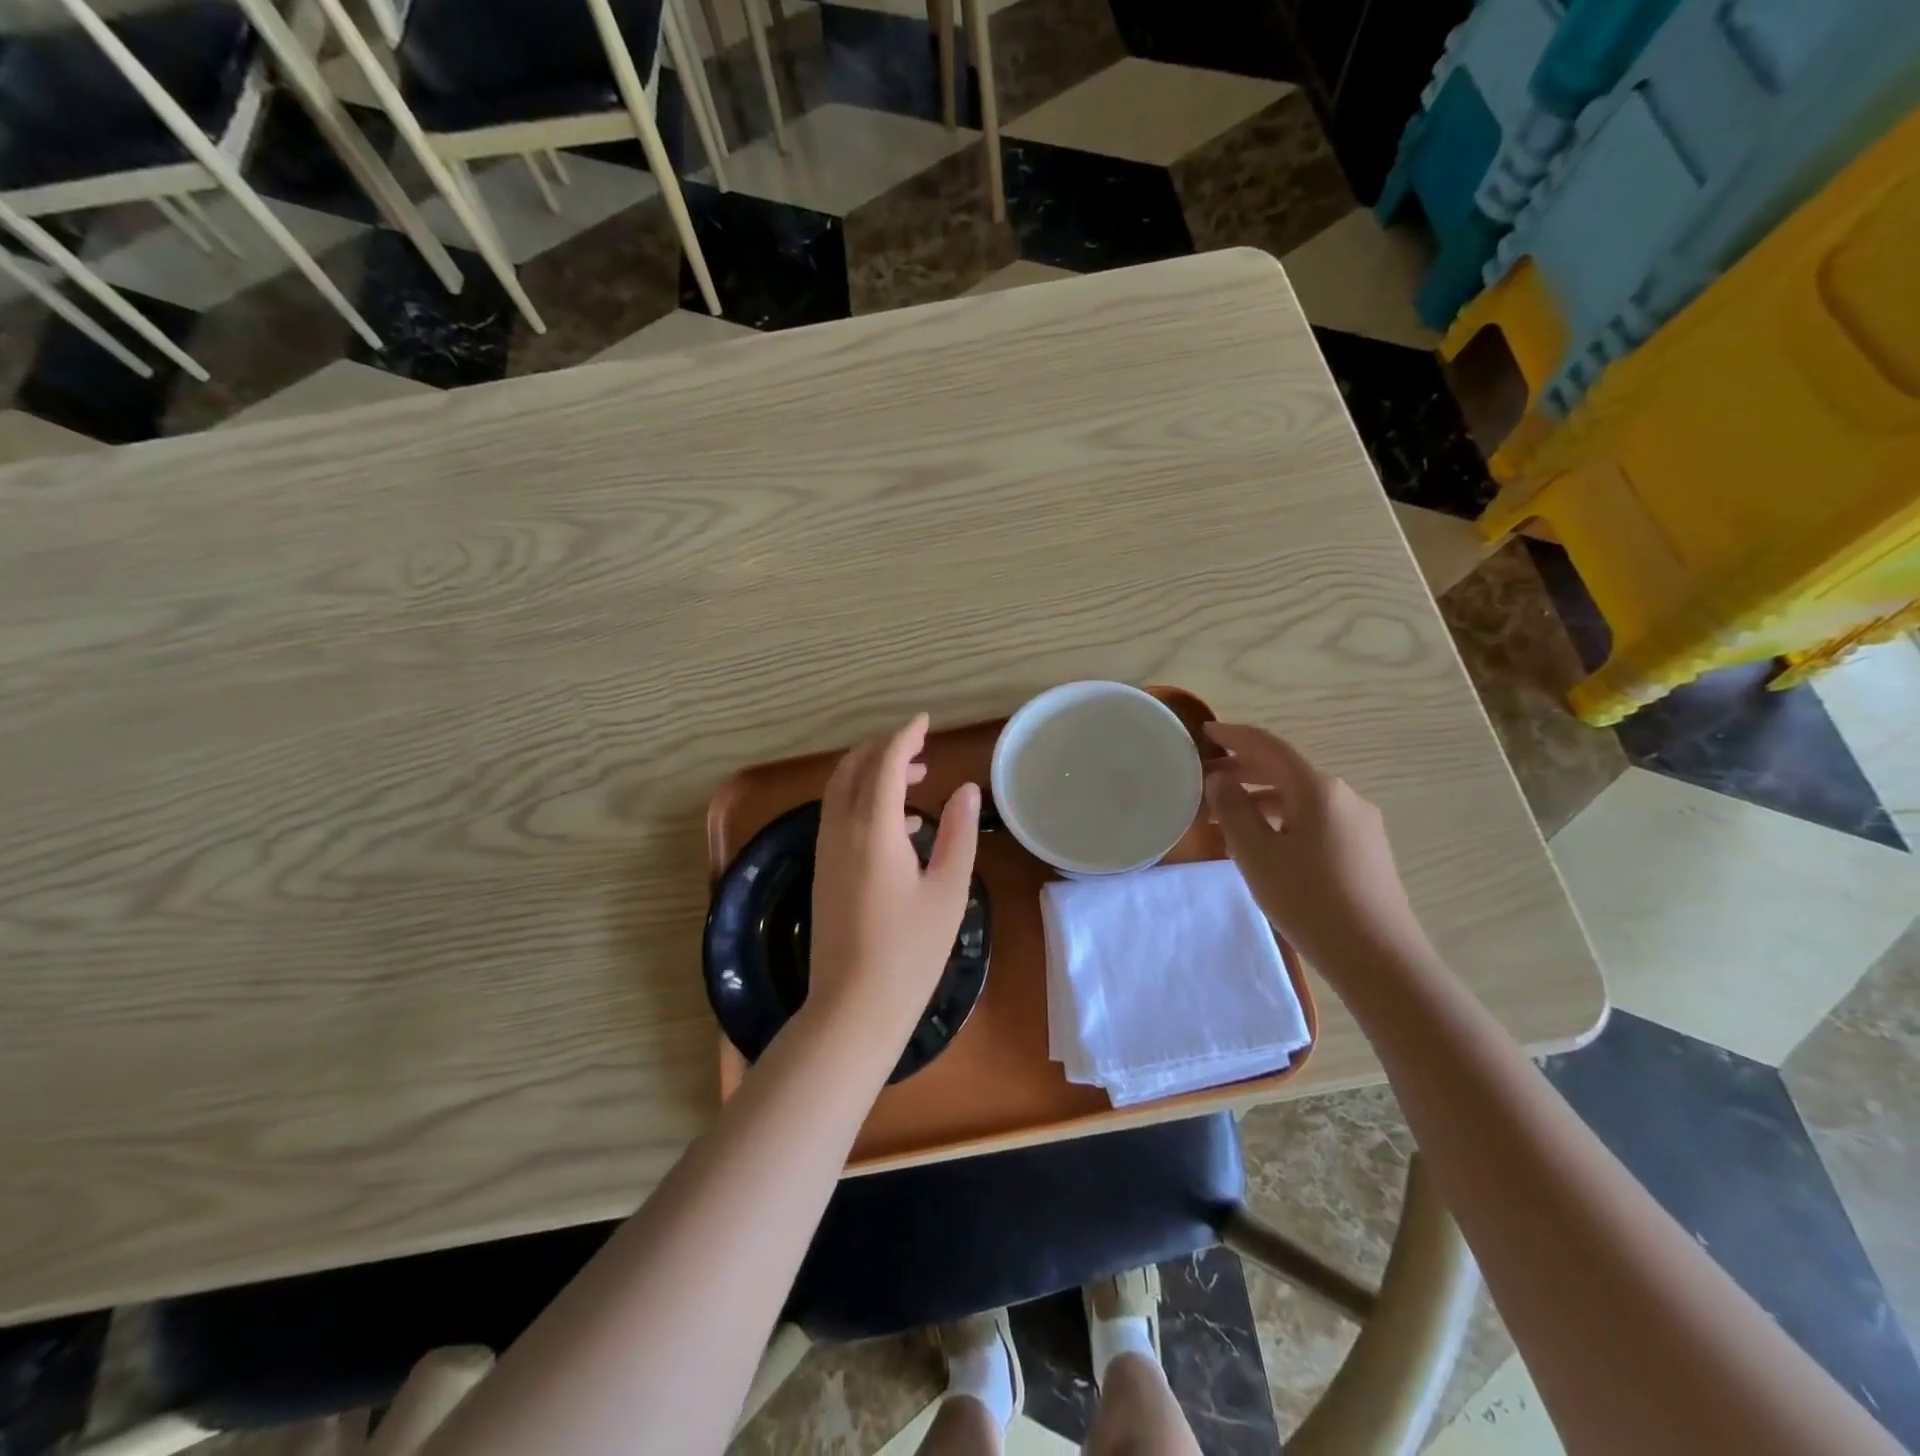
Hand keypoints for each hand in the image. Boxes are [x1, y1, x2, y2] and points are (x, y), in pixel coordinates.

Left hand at [807, 714, 980, 1045]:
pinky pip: (838, 815)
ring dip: (872, 773)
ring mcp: (826, 851)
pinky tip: (900, 825)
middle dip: (885, 749)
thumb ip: (958, 834)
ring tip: (915, 779)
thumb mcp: (948, 891)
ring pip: (841, 790)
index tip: (926, 722)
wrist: (853, 1007)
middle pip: (855, 768)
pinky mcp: (823, 871)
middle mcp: (841, 830)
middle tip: (921, 750)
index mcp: (874, 829)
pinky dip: (863, 800)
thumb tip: (967, 790)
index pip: (885, 763)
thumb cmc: (910, 952)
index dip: (905, 736)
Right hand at [1202, 723, 1427, 964]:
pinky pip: (1315, 819)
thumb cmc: (1309, 901)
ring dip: (1261, 798)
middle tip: (1205, 777)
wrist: (1379, 958)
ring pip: (1300, 797)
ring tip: (1225, 816)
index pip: (1269, 746)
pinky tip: (1264, 842)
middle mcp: (1343, 796)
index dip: (1234, 736)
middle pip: (1286, 770)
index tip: (1205, 733)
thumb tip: (1221, 779)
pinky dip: (1282, 818)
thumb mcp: (1257, 854)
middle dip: (1244, 769)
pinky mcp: (1365, 849)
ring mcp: (1359, 823)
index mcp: (1317, 789)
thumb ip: (1233, 809)